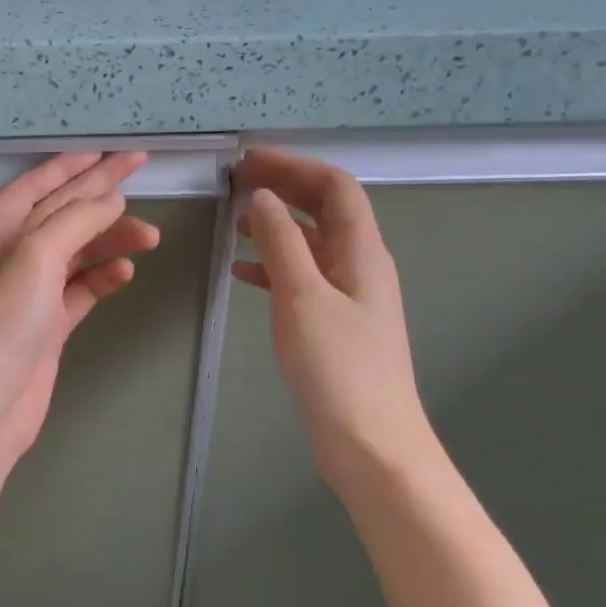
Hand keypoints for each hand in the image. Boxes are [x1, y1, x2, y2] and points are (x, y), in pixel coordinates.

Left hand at [0, 152, 160, 483]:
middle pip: (63, 211)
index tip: (117, 150)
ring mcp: (29, 290)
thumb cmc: (2, 321)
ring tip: (150, 236)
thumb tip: (111, 200)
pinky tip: (124, 272)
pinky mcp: (47, 323)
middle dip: (102, 192)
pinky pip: (81, 288)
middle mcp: (10, 253)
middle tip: (142, 169)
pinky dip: (103, 277)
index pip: (42, 182)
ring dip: (111, 239)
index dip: (79, 163)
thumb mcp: (35, 256)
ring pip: (77, 250)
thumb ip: (75, 220)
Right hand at [232, 148, 438, 482]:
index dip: (293, 165)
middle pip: (325, 208)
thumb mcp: (302, 297)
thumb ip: (282, 242)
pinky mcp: (335, 322)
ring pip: (312, 242)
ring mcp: (350, 295)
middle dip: (284, 187)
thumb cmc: (338, 368)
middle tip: (237, 182)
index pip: (334, 187)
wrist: (371, 443)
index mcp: (362, 251)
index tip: (247, 163)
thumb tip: (263, 198)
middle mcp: (361, 265)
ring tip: (234, 222)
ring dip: (276, 224)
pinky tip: (243, 272)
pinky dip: (274, 265)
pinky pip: (303, 276)